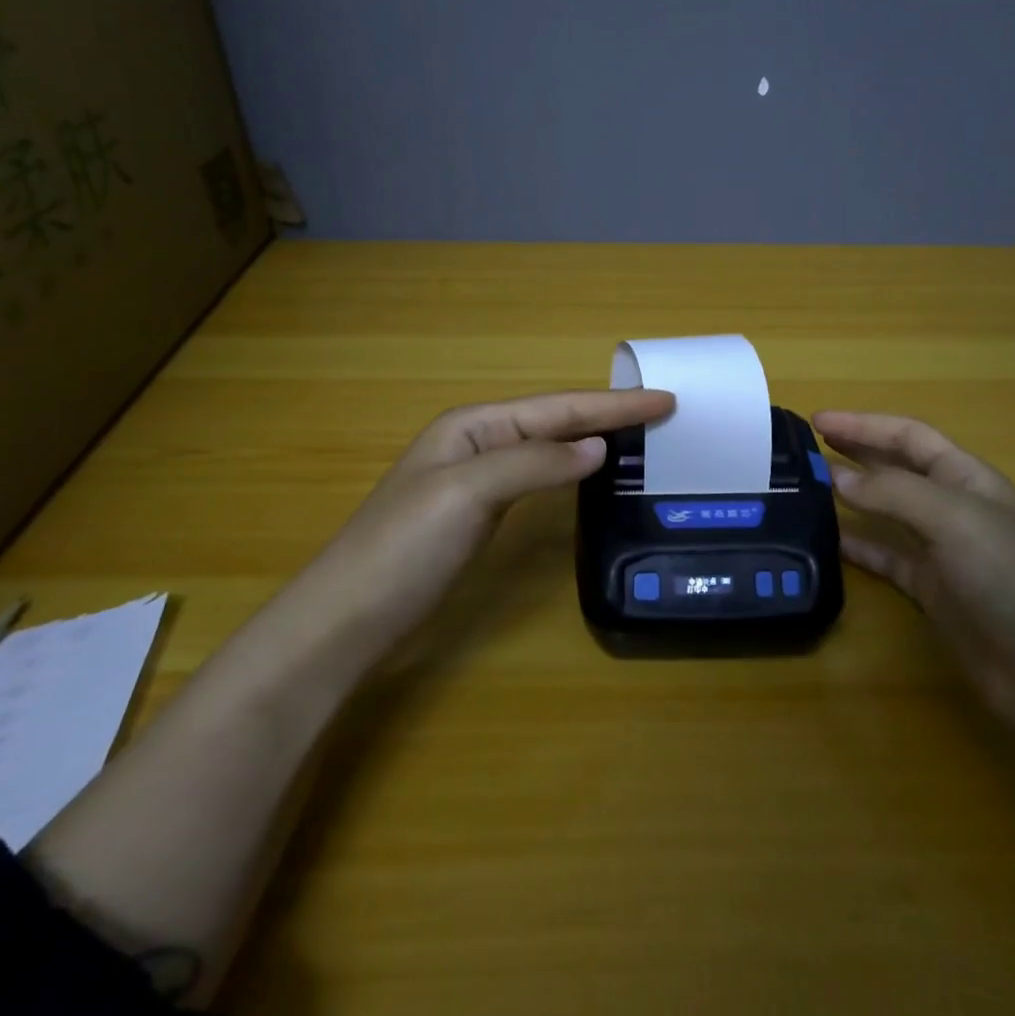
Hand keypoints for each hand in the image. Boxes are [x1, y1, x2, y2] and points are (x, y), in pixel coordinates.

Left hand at [296, 388, 674, 659]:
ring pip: (549, 446)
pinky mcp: (480, 512)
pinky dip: (571, 469)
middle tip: (663, 411)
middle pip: (556, 419)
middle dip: (608, 413)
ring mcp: (478, 478)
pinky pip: (539, 476)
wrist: (349, 616)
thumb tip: (597, 446)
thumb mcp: (468, 492)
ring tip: (639, 435)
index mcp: (474, 424)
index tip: (665, 399)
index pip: (558, 408)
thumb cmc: (404, 547)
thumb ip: (535, 463)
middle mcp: (479, 441)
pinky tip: (589, 473)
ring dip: (593, 436)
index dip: (613, 404)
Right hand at [815, 411, 1014, 736]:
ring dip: (852, 498)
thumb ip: (893, 493)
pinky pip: (888, 558)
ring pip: (888, 513)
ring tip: (807, 489)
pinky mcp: (935, 593)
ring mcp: (945, 552)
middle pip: (897, 469)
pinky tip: (830, 542)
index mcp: (968, 478)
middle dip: (856, 453)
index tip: (817, 420)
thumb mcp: (954, 520)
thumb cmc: (1013, 580)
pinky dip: (860, 547)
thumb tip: (837, 477)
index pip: (908, 436)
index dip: (864, 425)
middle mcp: (955, 508)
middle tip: (805, 449)